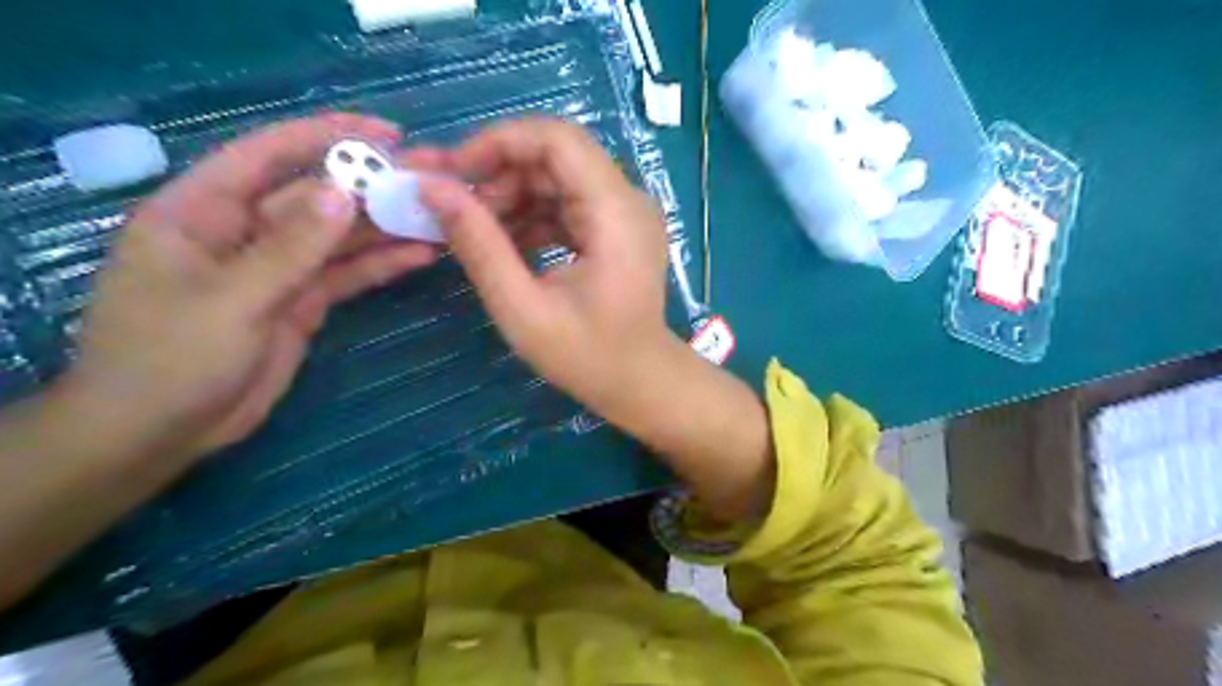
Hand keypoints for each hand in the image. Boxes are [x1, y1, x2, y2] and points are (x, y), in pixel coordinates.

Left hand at [55, 115, 438, 462]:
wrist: (161, 432)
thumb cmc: (172, 359)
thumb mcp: (232, 299)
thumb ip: (291, 247)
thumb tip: (344, 192)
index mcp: (204, 211)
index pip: (269, 155)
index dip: (327, 136)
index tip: (388, 134)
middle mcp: (245, 231)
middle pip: (317, 198)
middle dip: (373, 187)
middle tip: (433, 180)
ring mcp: (277, 269)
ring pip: (339, 238)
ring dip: (386, 228)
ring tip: (439, 219)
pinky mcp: (301, 302)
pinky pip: (346, 275)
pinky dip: (381, 265)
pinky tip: (419, 256)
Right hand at [418, 118, 667, 416]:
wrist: (640, 382)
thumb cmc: (588, 357)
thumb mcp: (523, 309)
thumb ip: (479, 245)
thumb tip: (431, 189)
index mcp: (615, 213)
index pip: (558, 139)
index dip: (499, 142)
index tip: (453, 171)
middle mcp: (627, 200)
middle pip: (555, 156)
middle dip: (496, 170)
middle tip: (447, 199)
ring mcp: (624, 213)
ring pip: (557, 178)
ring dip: (510, 195)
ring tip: (470, 227)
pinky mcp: (616, 228)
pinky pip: (567, 203)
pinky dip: (530, 215)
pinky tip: (502, 241)